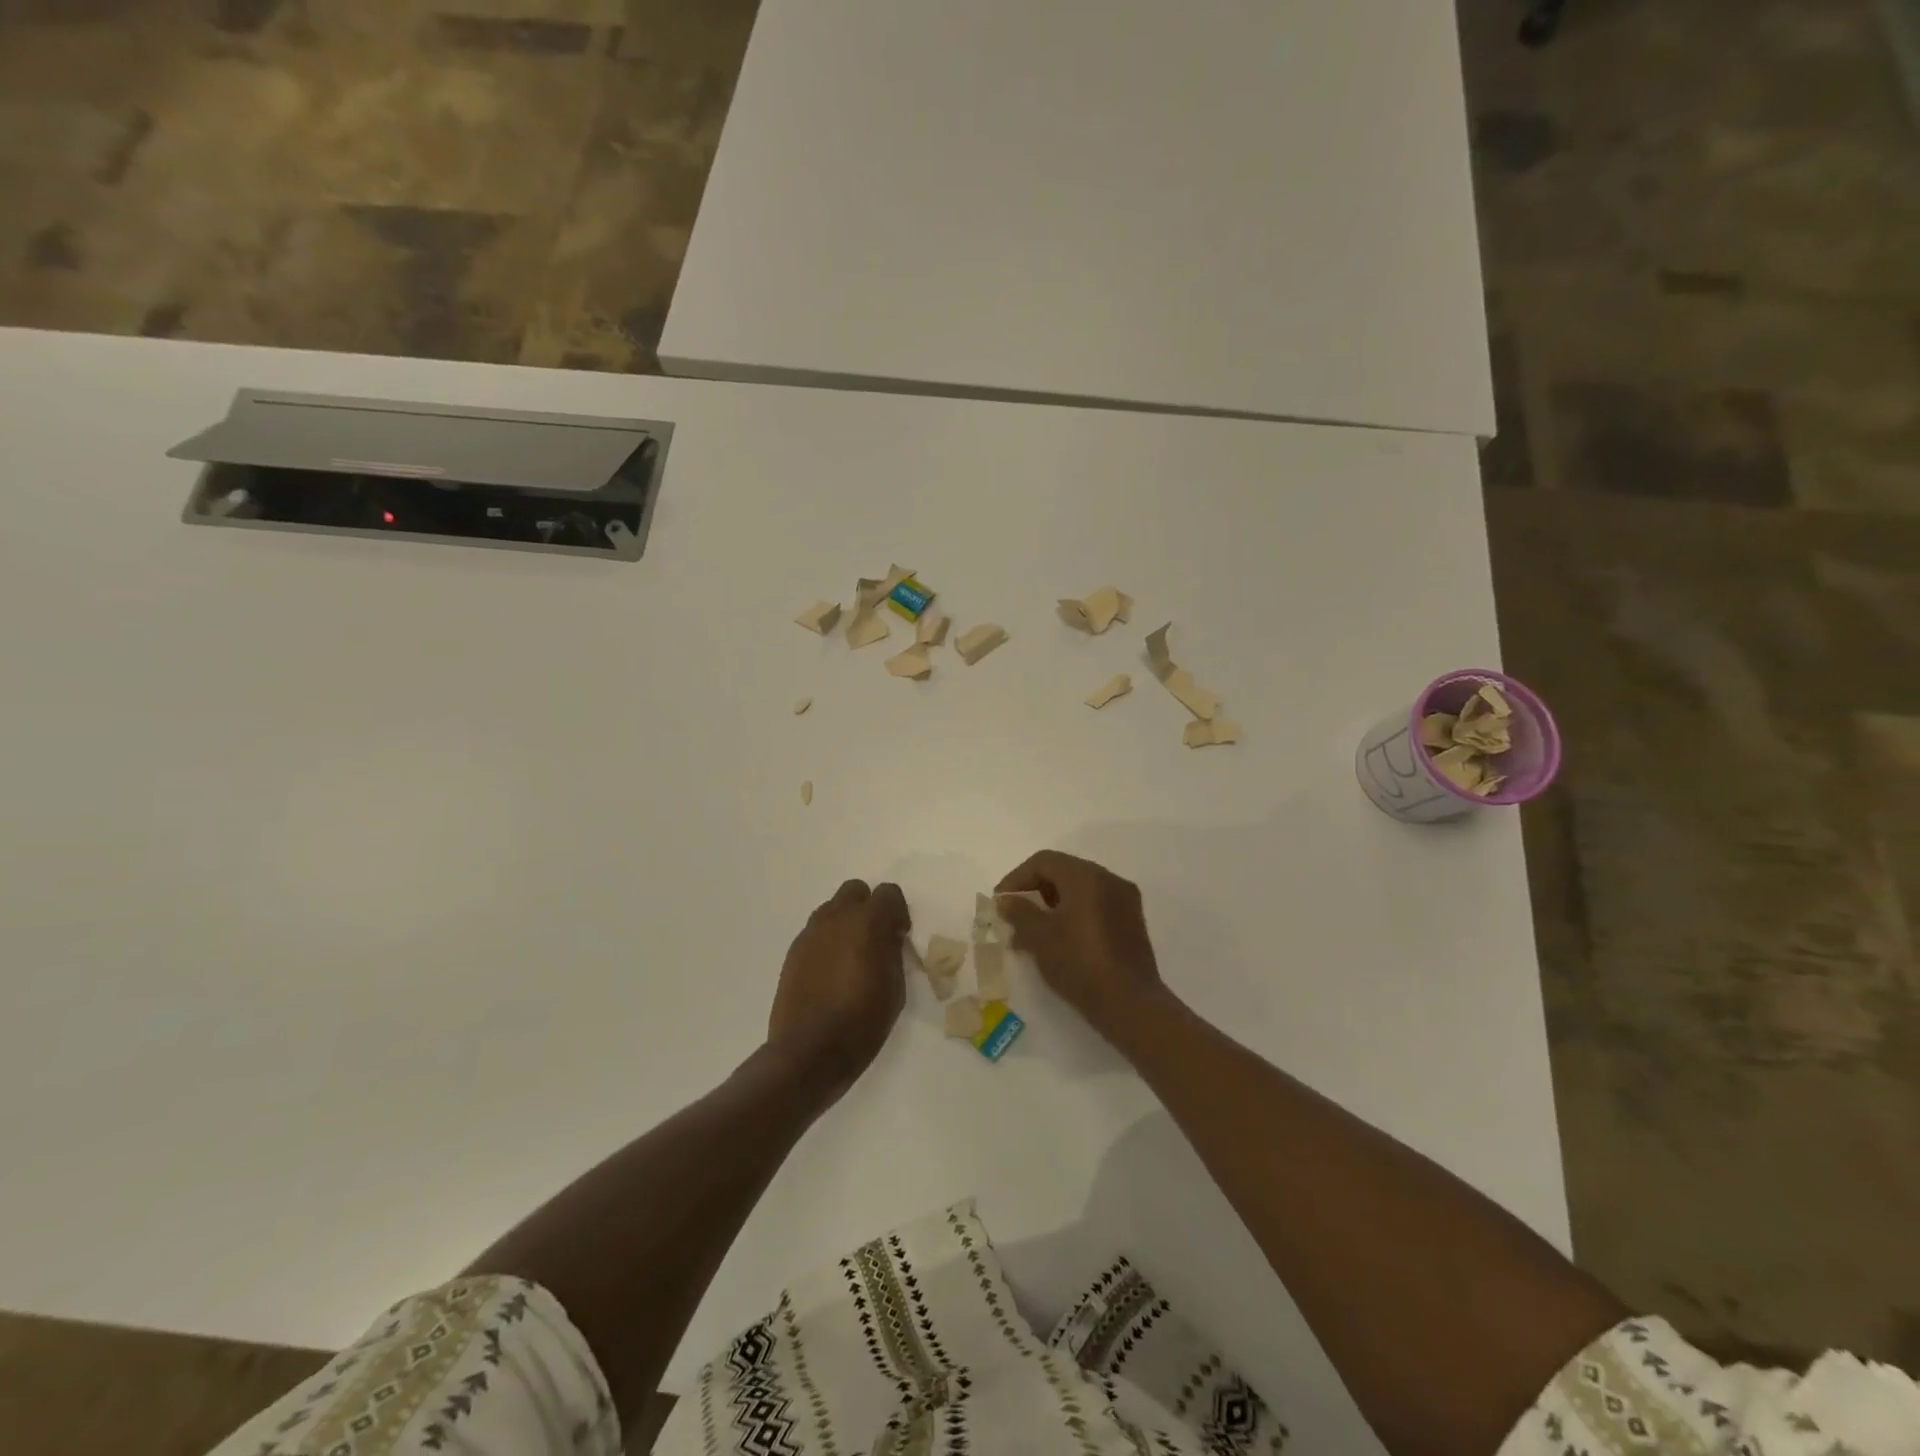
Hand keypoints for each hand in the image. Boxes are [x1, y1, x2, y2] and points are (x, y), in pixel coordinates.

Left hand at [769, 879, 910, 1099]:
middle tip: (876, 938)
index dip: (898, 912)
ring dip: (846, 922)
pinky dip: (828, 940)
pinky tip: (832, 971)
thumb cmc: (861, 1023)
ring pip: (832, 908)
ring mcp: (810, 933)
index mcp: (867, 923)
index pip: (888, 893)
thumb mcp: (895, 990)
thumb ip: (893, 953)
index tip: (900, 936)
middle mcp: (836, 918)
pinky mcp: (794, 951)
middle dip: (869, 907)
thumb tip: (889, 937)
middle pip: (855, 891)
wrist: (808, 1053)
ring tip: (852, 955)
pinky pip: (816, 931)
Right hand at [995, 851, 1167, 1045]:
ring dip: (1052, 906)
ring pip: (1079, 891)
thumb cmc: (1080, 964)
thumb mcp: (1041, 937)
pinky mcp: (1131, 923)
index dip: (1016, 879)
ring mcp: (1124, 901)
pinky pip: (1094, 907)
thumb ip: (1019, 912)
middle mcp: (1109, 880)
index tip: (1000, 903)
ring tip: (1030, 934)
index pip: (1043, 862)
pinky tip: (1057, 942)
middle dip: (1034, 892)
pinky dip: (1072, 916)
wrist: (1131, 1005)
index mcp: (1087, 876)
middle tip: (1013, 917)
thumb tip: (1007, 901)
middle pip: (1062, 873)